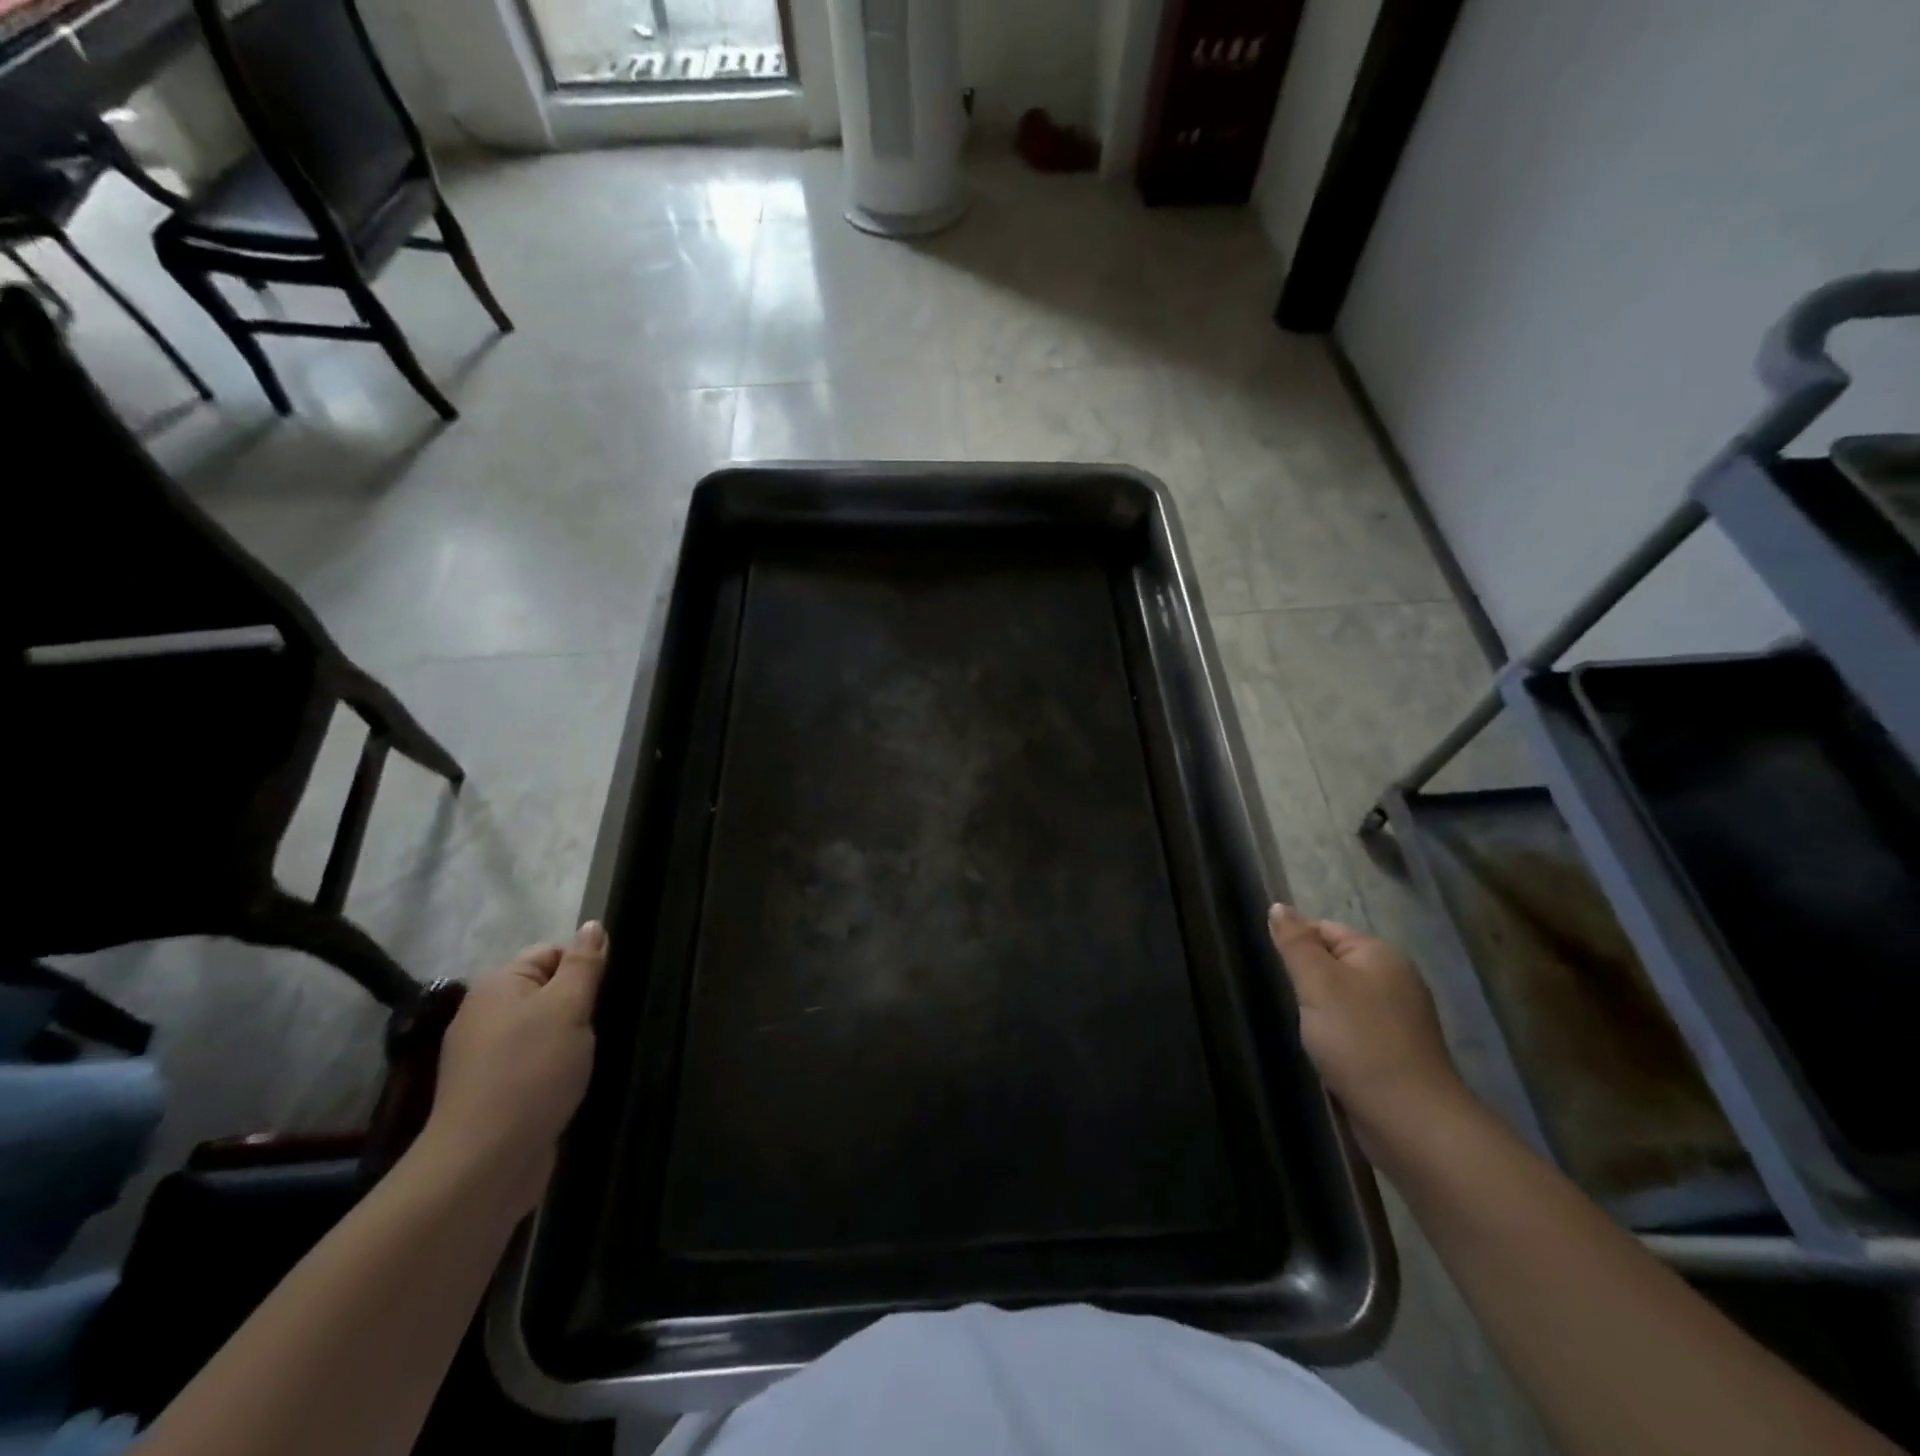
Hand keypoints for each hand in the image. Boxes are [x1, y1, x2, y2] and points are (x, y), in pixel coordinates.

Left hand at [415, 922, 607, 1217]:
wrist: (486, 1162)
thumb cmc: (532, 1071)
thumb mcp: (569, 1006)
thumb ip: (584, 964)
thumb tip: (593, 925)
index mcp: (497, 985)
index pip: (551, 953)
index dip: (583, 968)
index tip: (604, 995)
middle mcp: (484, 1014)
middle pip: (547, 991)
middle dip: (579, 1006)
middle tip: (600, 1027)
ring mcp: (484, 1057)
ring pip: (544, 1030)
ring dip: (571, 1040)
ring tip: (590, 1057)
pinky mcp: (493, 1093)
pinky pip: (535, 1063)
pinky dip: (556, 1069)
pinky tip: (572, 1083)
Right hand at [1266, 904, 1473, 1156]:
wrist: (1411, 1122)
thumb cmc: (1359, 1042)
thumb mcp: (1318, 983)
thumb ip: (1295, 943)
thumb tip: (1278, 906)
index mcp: (1381, 955)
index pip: (1324, 929)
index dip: (1297, 947)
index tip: (1279, 974)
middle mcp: (1395, 980)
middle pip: (1333, 964)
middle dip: (1306, 982)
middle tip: (1291, 1005)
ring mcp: (1399, 1018)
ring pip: (1341, 999)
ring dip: (1319, 1012)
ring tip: (1306, 1032)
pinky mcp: (1396, 1052)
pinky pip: (1353, 1029)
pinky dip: (1335, 1037)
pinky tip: (1326, 1054)